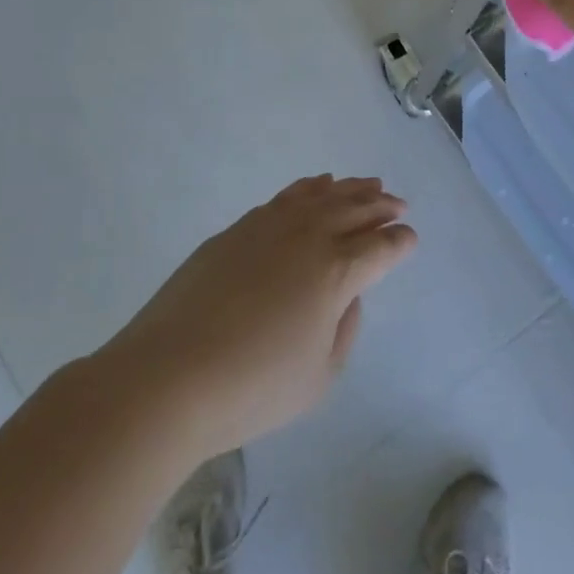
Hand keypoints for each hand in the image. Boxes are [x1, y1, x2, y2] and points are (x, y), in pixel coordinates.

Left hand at [101, 175, 415, 458]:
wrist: (164, 380)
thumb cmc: (251, 389)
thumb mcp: (319, 377)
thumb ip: (344, 328)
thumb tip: (346, 296)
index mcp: (337, 272)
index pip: (382, 246)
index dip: (401, 242)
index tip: (410, 239)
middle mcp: (309, 238)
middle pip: (356, 210)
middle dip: (383, 206)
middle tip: (398, 204)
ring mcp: (269, 228)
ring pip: (322, 196)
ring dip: (350, 189)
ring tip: (368, 184)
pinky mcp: (235, 231)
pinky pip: (285, 198)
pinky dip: (309, 188)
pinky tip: (317, 187)